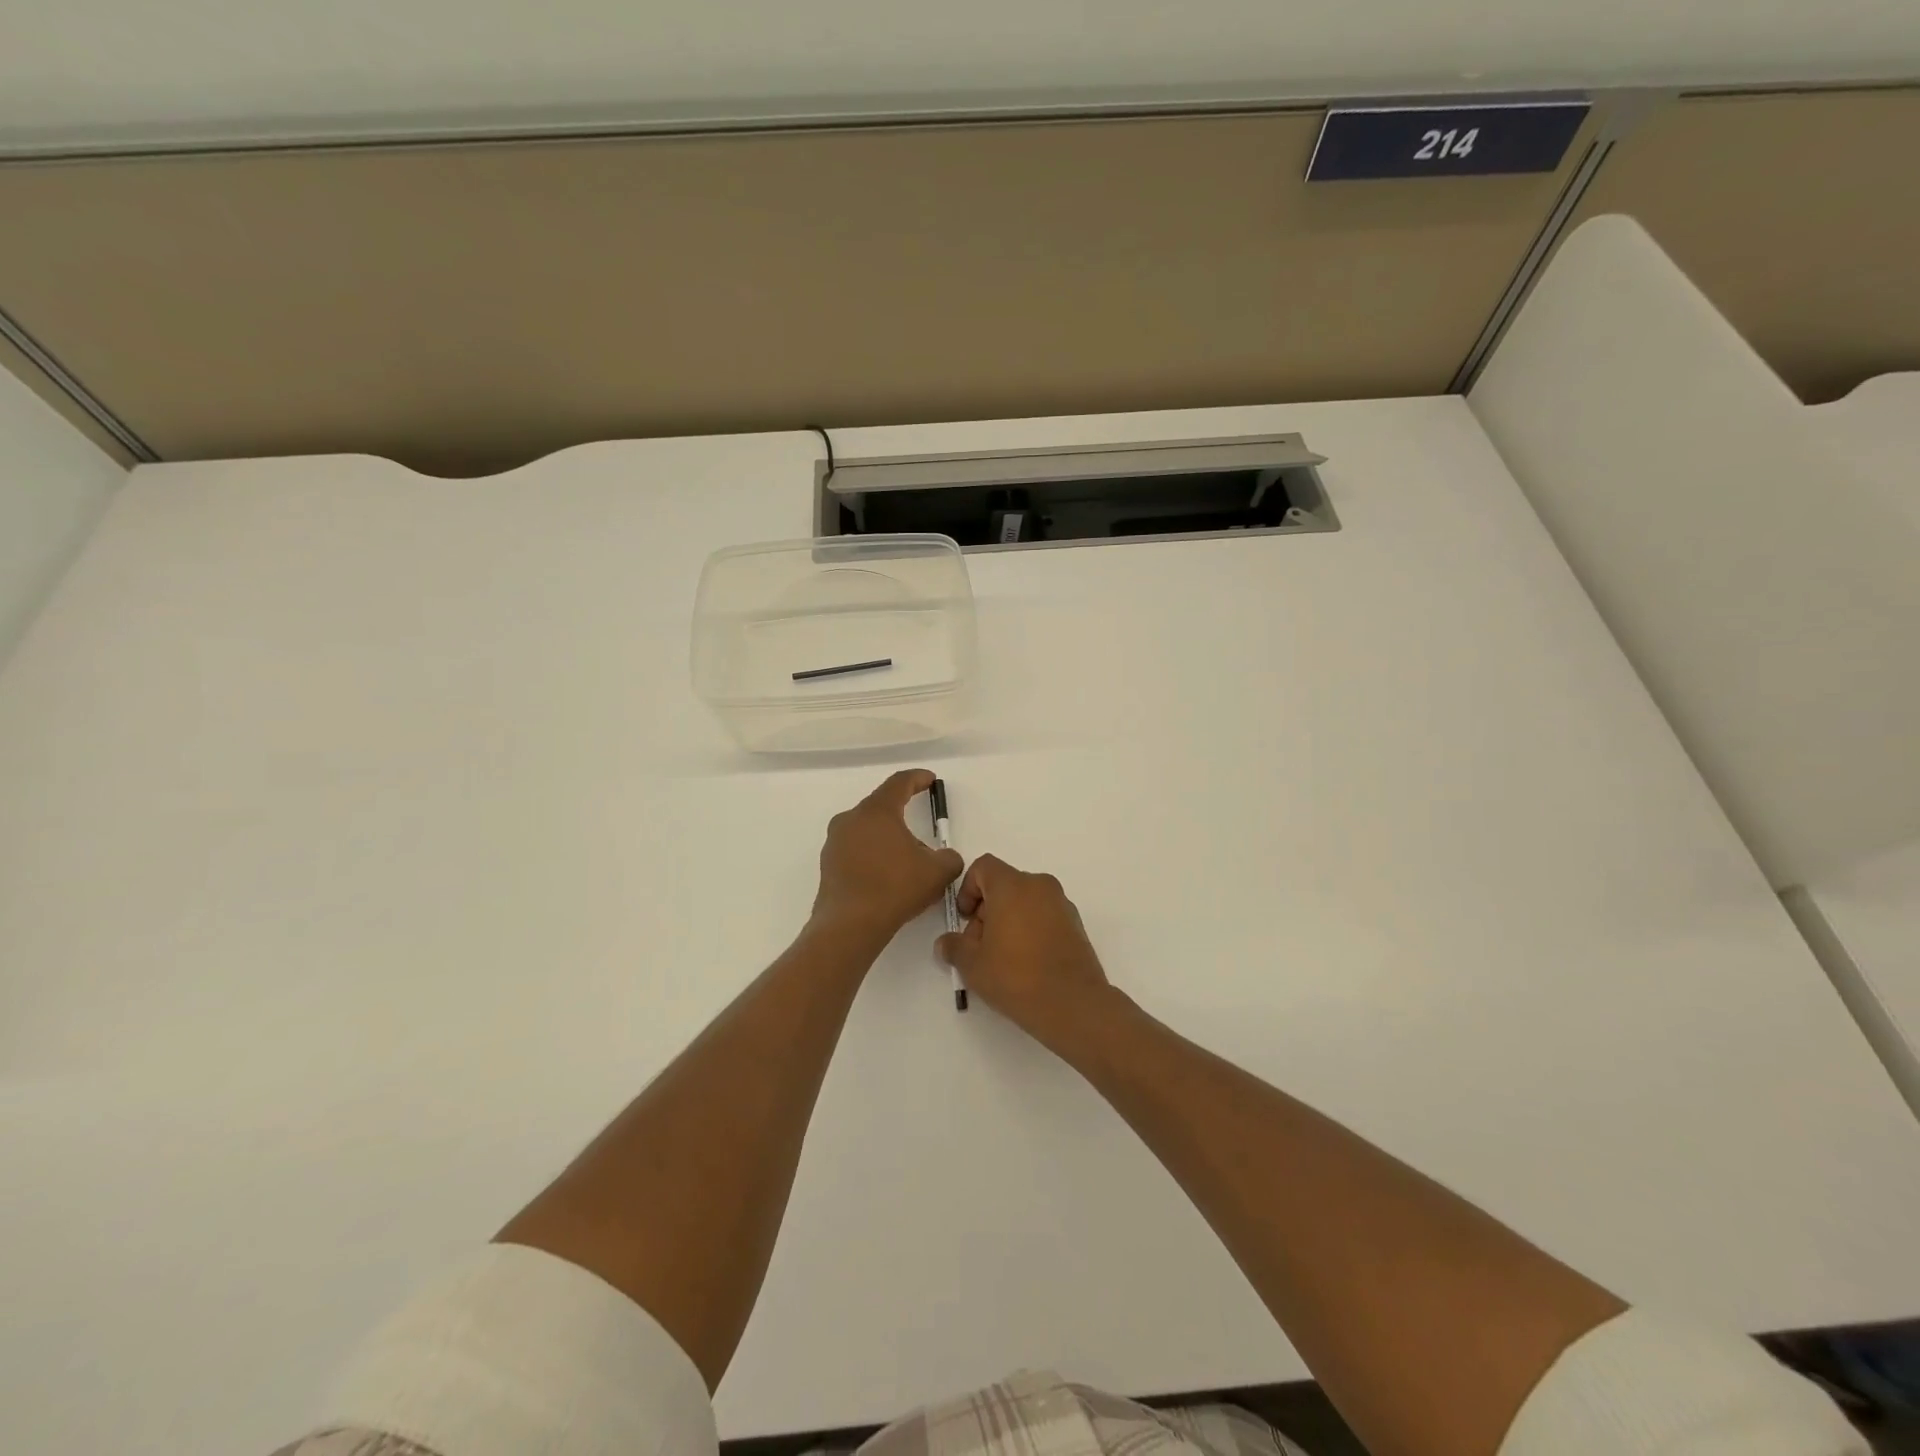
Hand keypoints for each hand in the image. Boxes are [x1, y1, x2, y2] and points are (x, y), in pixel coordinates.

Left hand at [812, 769, 963, 942]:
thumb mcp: (938, 871)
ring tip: (906, 861)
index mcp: (876, 811)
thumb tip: (945, 857)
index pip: (899, 783)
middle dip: (903, 815)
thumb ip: (949, 857)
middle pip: (881, 807)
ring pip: (867, 830)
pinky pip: (855, 851)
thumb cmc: (896, 887)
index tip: (929, 779)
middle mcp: (851, 819)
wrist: (851, 925)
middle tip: (922, 831)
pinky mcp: (827, 865)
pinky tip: (886, 877)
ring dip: (887, 838)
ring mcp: (834, 842)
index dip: (917, 779)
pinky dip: (872, 856)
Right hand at [935, 854, 1113, 1049]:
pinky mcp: (1076, 924)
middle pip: (1004, 885)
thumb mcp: (972, 965)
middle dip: (987, 910)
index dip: (967, 889)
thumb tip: (946, 943)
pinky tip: (1026, 963)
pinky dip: (1031, 929)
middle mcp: (1039, 885)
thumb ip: (954, 947)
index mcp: (1012, 885)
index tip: (965, 920)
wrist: (1072, 1004)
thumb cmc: (1016, 976)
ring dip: (1008, 920)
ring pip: (1025, 901)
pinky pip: (1044, 915)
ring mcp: (1062, 904)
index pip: (983, 867)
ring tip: (1003, 958)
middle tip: (980, 946)